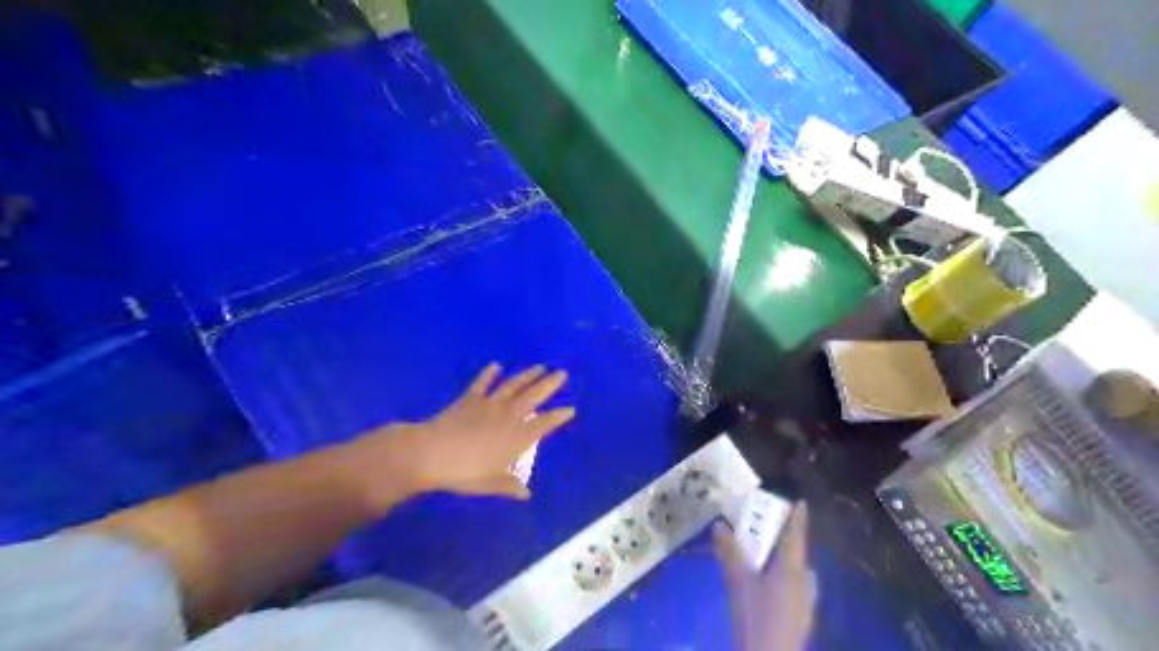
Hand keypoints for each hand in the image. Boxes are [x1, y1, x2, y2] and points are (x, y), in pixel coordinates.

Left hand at [353, 362, 569, 501]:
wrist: (432, 453)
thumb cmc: (464, 472)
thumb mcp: (491, 483)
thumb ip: (509, 485)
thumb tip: (525, 494)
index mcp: (518, 437)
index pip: (545, 423)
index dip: (559, 416)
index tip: (571, 408)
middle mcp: (509, 416)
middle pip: (534, 396)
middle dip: (549, 384)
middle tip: (562, 373)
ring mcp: (489, 404)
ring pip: (513, 385)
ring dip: (527, 375)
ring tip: (540, 366)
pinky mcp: (470, 398)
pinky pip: (482, 383)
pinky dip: (489, 374)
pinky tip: (496, 366)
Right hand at [711, 503, 818, 650]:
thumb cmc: (756, 615)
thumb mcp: (738, 581)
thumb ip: (730, 551)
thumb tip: (720, 524)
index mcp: (792, 568)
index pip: (796, 535)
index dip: (798, 518)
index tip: (800, 502)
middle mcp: (804, 581)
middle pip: (798, 554)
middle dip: (787, 540)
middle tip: (771, 529)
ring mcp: (806, 601)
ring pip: (797, 572)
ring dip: (784, 560)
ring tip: (766, 555)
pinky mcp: (801, 616)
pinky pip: (795, 586)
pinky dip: (784, 577)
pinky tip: (768, 584)